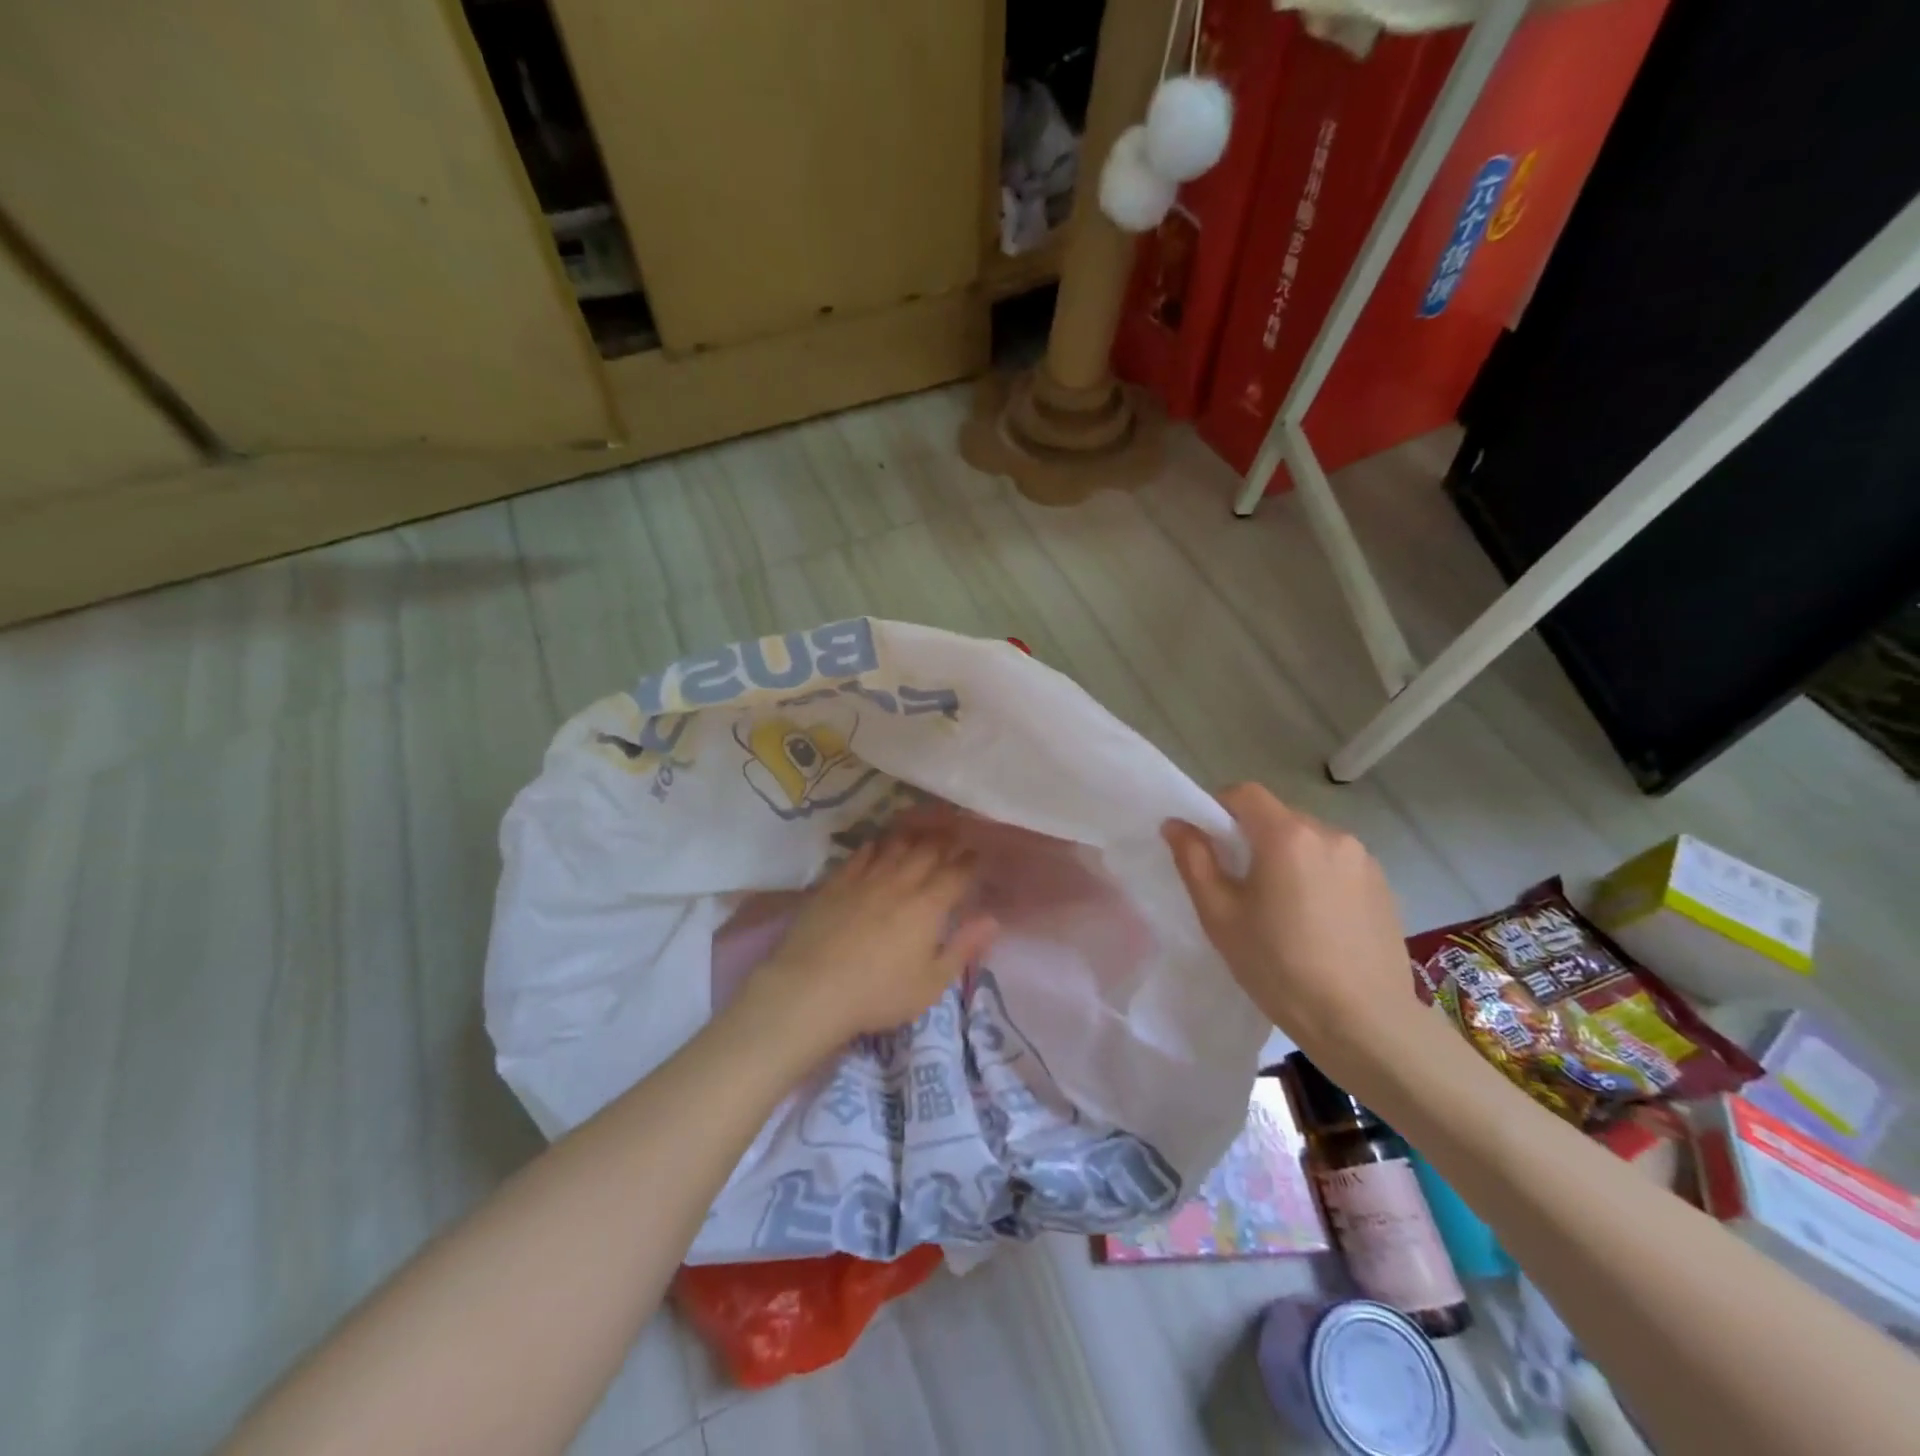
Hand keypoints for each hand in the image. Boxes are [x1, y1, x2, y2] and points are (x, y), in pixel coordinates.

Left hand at [750, 832, 999, 1048]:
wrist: (812, 989)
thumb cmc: (879, 994)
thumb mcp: (931, 983)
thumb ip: (963, 948)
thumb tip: (991, 919)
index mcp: (928, 906)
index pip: (956, 873)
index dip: (969, 861)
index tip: (976, 853)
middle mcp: (900, 882)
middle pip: (928, 851)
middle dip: (945, 840)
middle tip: (954, 833)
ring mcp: (865, 879)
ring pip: (895, 846)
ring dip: (913, 835)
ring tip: (922, 829)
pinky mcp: (836, 883)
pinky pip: (861, 855)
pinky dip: (875, 846)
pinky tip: (878, 844)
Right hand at [1163, 784, 1426, 1093]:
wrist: (1365, 1023)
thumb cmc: (1280, 967)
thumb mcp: (1220, 915)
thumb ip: (1194, 861)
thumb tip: (1176, 824)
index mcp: (1286, 835)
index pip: (1244, 793)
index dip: (1219, 808)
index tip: (1210, 846)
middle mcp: (1330, 833)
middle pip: (1278, 817)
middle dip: (1253, 838)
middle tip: (1241, 886)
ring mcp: (1363, 859)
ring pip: (1309, 841)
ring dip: (1288, 858)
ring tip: (1282, 909)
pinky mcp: (1384, 885)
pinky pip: (1337, 864)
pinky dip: (1318, 877)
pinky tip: (1317, 923)